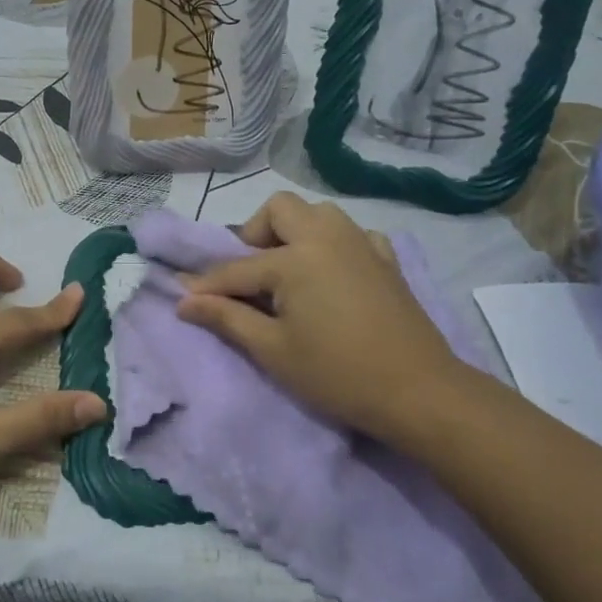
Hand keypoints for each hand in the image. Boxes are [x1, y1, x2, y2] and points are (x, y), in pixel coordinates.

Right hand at [176, 192, 469, 440]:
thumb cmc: (337, 374)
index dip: (206, 285)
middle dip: (254, 234)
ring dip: (294, 232)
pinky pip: (352, 234)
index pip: (237, 268)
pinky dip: (334, 245)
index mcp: (296, 258)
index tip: (183, 297)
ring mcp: (362, 244)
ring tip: (287, 273)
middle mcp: (327, 237)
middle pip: (279, 209)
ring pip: (318, 213)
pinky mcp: (386, 260)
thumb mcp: (273, 350)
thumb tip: (185, 301)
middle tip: (250, 275)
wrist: (419, 392)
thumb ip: (226, 318)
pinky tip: (331, 275)